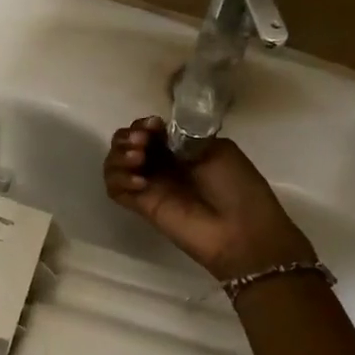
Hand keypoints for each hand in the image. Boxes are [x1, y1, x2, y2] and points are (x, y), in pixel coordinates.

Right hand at [104, 117, 313, 279]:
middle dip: (128, 137)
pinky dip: (119, 179)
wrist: (241, 230)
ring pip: (114, 164)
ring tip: (138, 161)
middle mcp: (161, 164)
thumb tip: (159, 136)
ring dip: (119, 156)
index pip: (149, 130)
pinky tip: (140, 183)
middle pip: (126, 143)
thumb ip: (184, 139)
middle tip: (143, 143)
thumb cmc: (237, 187)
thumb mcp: (217, 150)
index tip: (155, 126)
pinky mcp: (141, 206)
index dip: (145, 124)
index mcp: (181, 148)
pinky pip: (114, 189)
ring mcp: (150, 186)